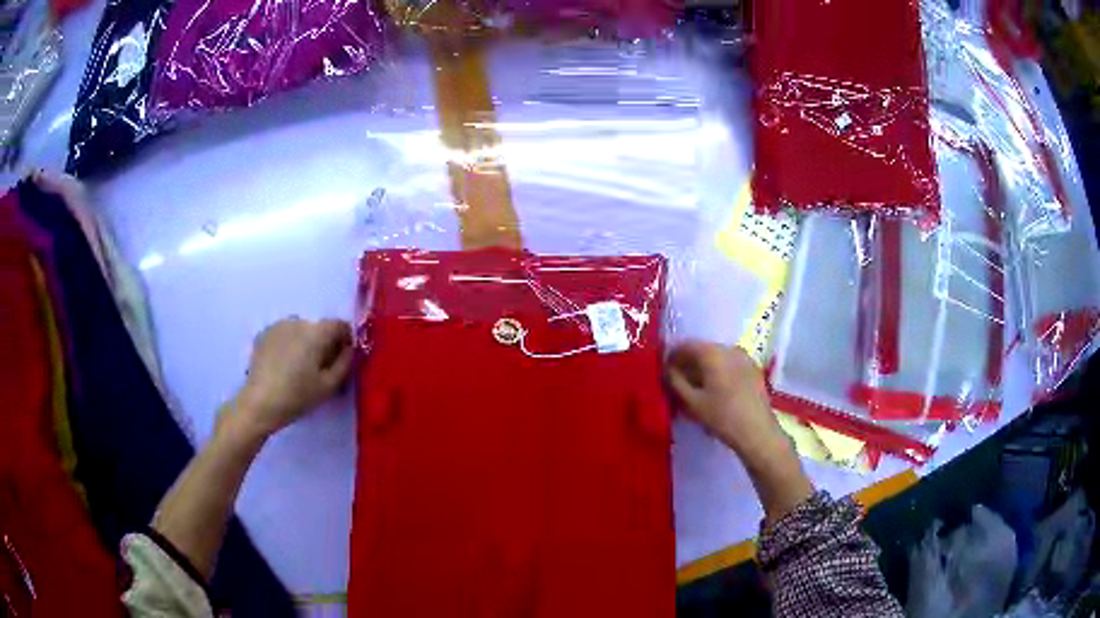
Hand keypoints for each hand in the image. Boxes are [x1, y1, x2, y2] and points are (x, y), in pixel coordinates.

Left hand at [225, 318, 354, 441]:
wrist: (259, 403)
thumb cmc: (297, 396)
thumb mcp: (329, 386)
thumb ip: (345, 363)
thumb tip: (349, 348)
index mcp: (316, 332)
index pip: (340, 325)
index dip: (346, 340)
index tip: (342, 359)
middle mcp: (298, 321)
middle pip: (319, 328)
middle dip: (324, 343)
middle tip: (320, 369)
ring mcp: (278, 326)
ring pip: (301, 330)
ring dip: (305, 343)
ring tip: (299, 368)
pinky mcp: (264, 334)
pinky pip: (284, 335)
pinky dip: (289, 345)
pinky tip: (283, 366)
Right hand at [667, 341, 786, 460]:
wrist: (757, 432)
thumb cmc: (722, 417)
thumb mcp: (692, 402)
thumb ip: (676, 382)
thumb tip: (667, 370)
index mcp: (713, 353)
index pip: (686, 345)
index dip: (672, 356)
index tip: (664, 370)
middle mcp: (729, 349)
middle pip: (703, 349)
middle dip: (688, 362)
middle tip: (678, 380)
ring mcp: (744, 358)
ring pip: (717, 357)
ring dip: (704, 367)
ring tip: (696, 387)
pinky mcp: (753, 370)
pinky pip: (730, 364)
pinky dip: (718, 371)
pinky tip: (715, 390)